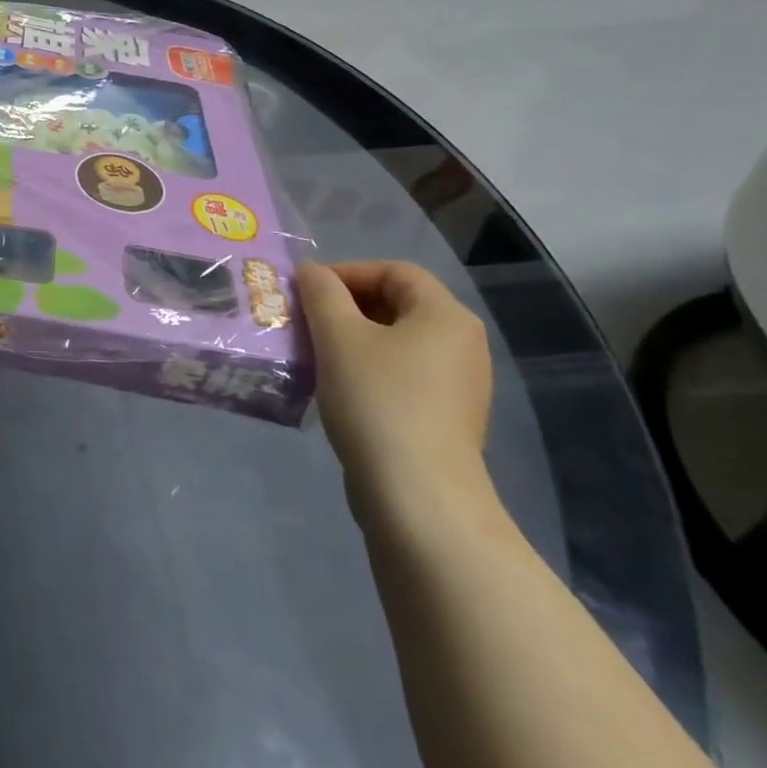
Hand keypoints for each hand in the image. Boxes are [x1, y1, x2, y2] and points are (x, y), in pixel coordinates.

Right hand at [295, 261, 493, 525]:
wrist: (417, 496)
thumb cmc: (378, 400)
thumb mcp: (337, 336)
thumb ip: (321, 293)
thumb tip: (311, 271)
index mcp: (446, 316)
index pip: (394, 271)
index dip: (347, 272)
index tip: (307, 291)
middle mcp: (462, 344)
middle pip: (397, 304)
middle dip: (345, 306)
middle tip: (304, 320)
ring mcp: (458, 385)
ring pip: (396, 342)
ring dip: (351, 339)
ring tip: (313, 353)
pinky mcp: (445, 418)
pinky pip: (401, 374)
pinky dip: (367, 369)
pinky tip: (337, 387)